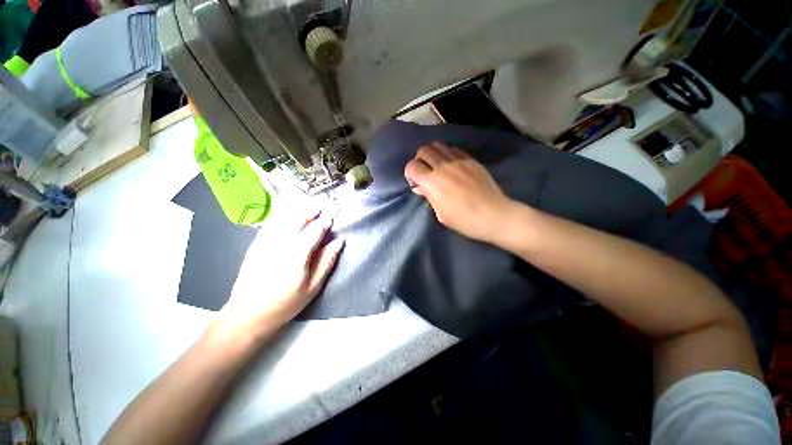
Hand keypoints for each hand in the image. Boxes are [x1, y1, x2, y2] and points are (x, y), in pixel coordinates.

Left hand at [215, 215, 343, 338]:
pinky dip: (281, 216)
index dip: (325, 222)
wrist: (247, 314)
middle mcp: (280, 243)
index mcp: (297, 254)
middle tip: (320, 207)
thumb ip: (327, 261)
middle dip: (310, 211)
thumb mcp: (313, 286)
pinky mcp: (255, 244)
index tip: (333, 217)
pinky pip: (270, 223)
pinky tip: (286, 215)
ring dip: (296, 210)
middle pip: (297, 219)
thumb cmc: (286, 303)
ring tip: (307, 208)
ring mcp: (265, 242)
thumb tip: (339, 241)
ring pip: (283, 218)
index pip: (315, 230)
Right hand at [404, 142, 513, 243]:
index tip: (415, 182)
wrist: (494, 215)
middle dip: (419, 160)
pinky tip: (451, 165)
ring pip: (438, 145)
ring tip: (437, 166)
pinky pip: (453, 149)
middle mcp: (443, 166)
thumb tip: (420, 187)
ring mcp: (459, 161)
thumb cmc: (464, 220)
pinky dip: (447, 154)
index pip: (412, 166)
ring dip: (433, 154)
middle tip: (425, 172)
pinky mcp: (471, 160)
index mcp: (432, 182)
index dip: (410, 173)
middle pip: (424, 150)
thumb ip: (429, 197)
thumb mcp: (441, 214)